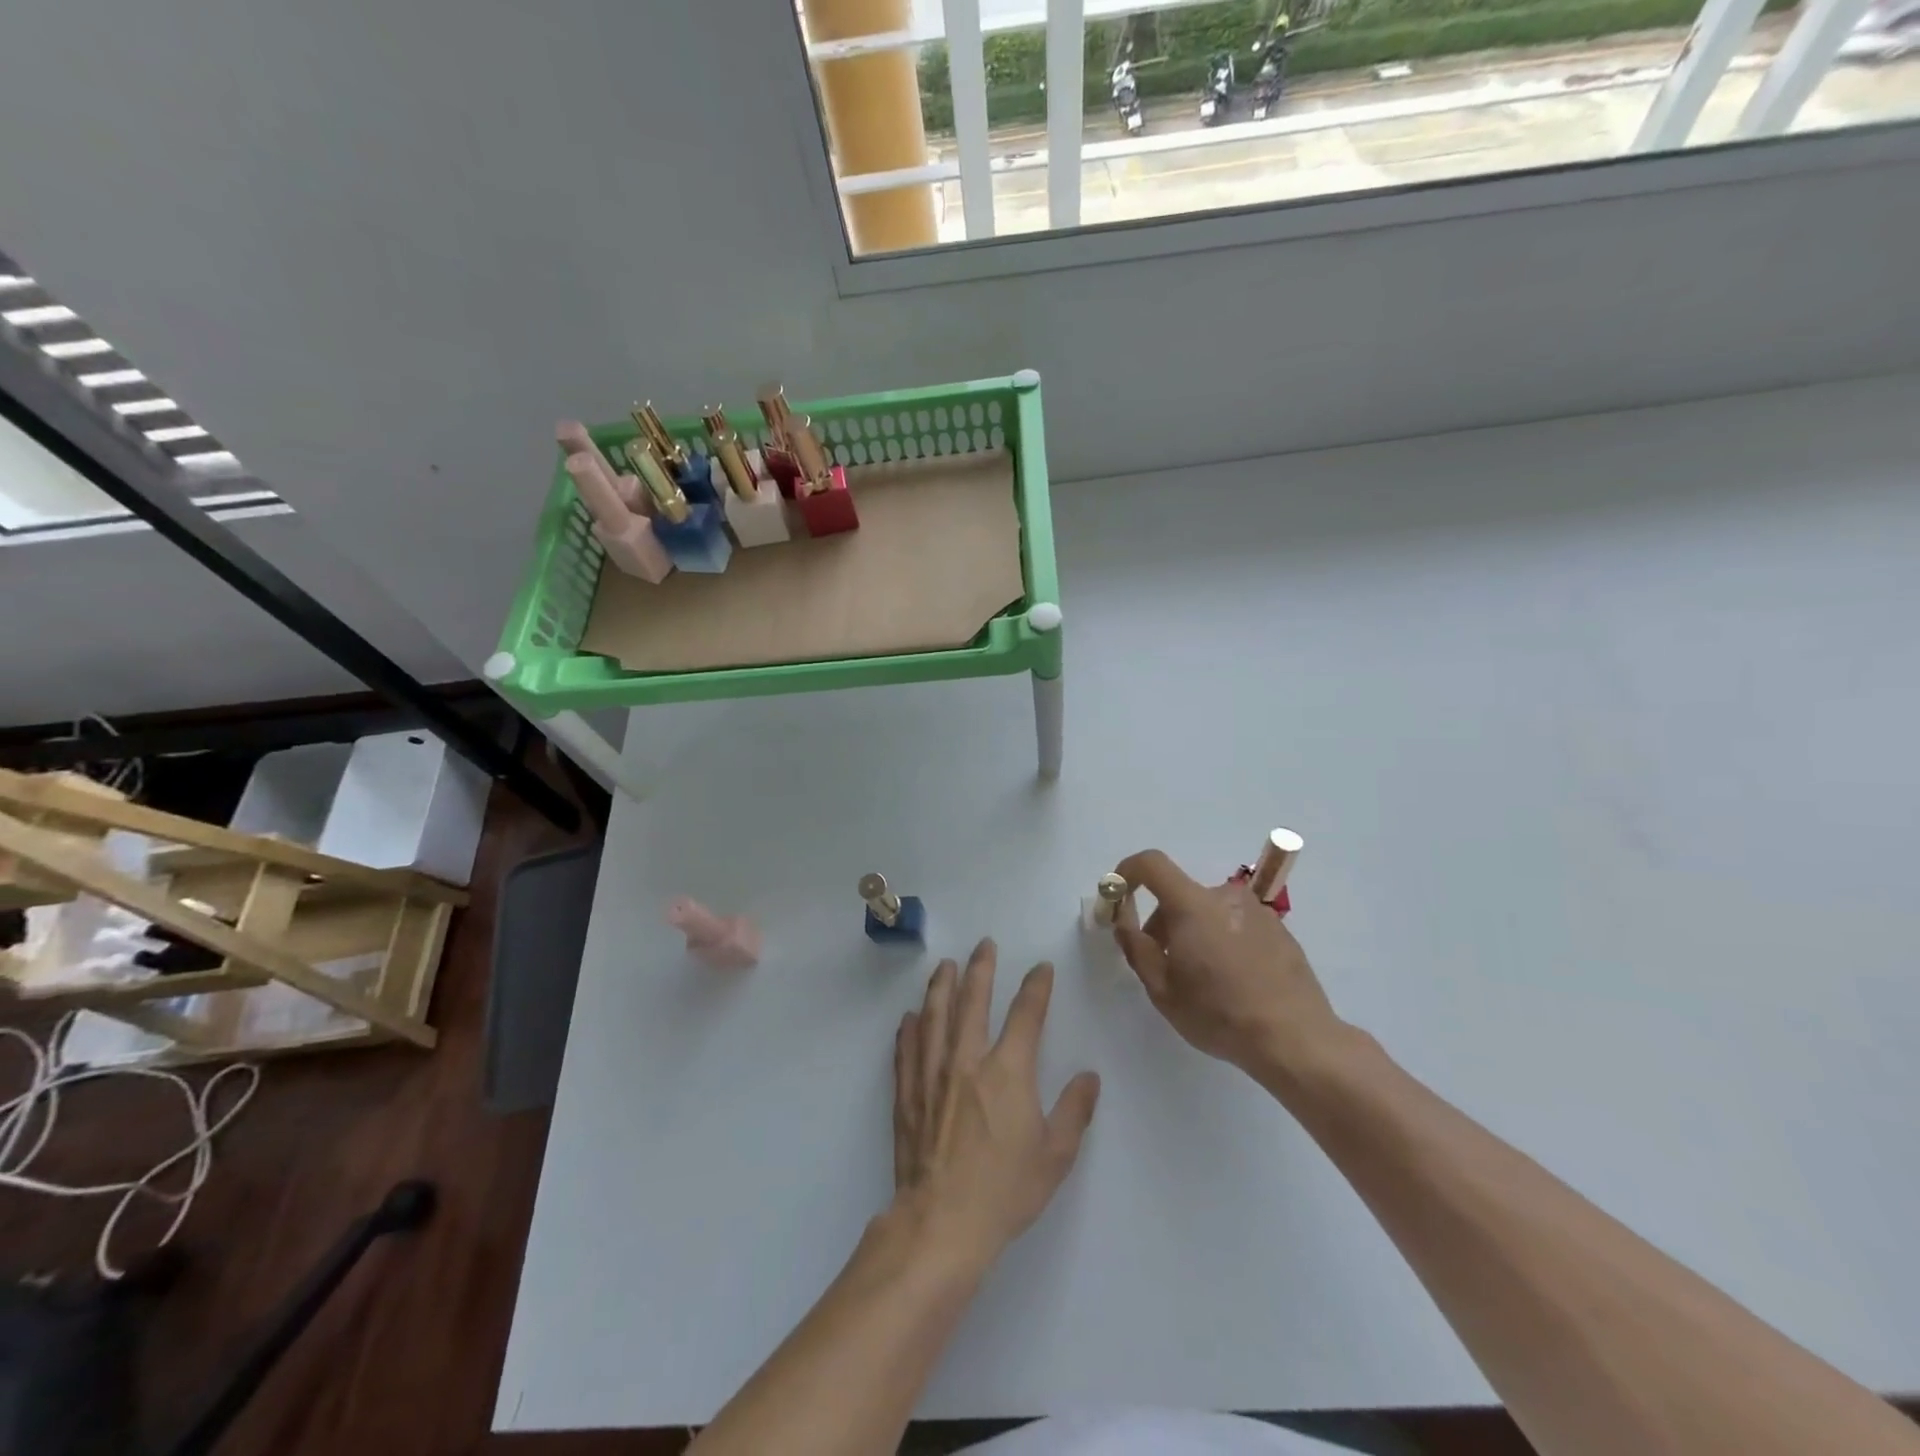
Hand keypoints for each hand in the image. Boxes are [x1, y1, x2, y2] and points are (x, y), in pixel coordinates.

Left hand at [892, 940, 1100, 1272]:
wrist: (943, 1223)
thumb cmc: (1005, 1190)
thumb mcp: (1055, 1156)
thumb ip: (1075, 1111)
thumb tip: (1089, 1077)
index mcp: (1008, 1071)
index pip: (1026, 1015)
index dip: (1036, 987)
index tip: (1041, 969)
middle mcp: (968, 1060)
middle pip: (973, 1001)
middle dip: (981, 968)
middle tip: (984, 944)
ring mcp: (932, 1074)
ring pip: (935, 1016)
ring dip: (941, 986)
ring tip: (945, 965)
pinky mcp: (908, 1093)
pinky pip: (907, 1050)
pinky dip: (908, 1029)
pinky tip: (909, 1017)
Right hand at [1113, 849, 1343, 1079]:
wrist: (1294, 1039)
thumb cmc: (1218, 1014)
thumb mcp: (1162, 989)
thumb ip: (1136, 947)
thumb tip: (1123, 920)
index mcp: (1193, 905)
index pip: (1152, 864)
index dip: (1128, 871)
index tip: (1118, 895)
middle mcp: (1225, 896)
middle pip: (1179, 894)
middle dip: (1162, 921)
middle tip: (1162, 963)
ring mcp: (1256, 911)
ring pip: (1208, 911)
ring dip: (1194, 932)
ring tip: (1202, 978)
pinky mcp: (1279, 929)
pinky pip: (1235, 923)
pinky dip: (1223, 940)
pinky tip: (1232, 981)